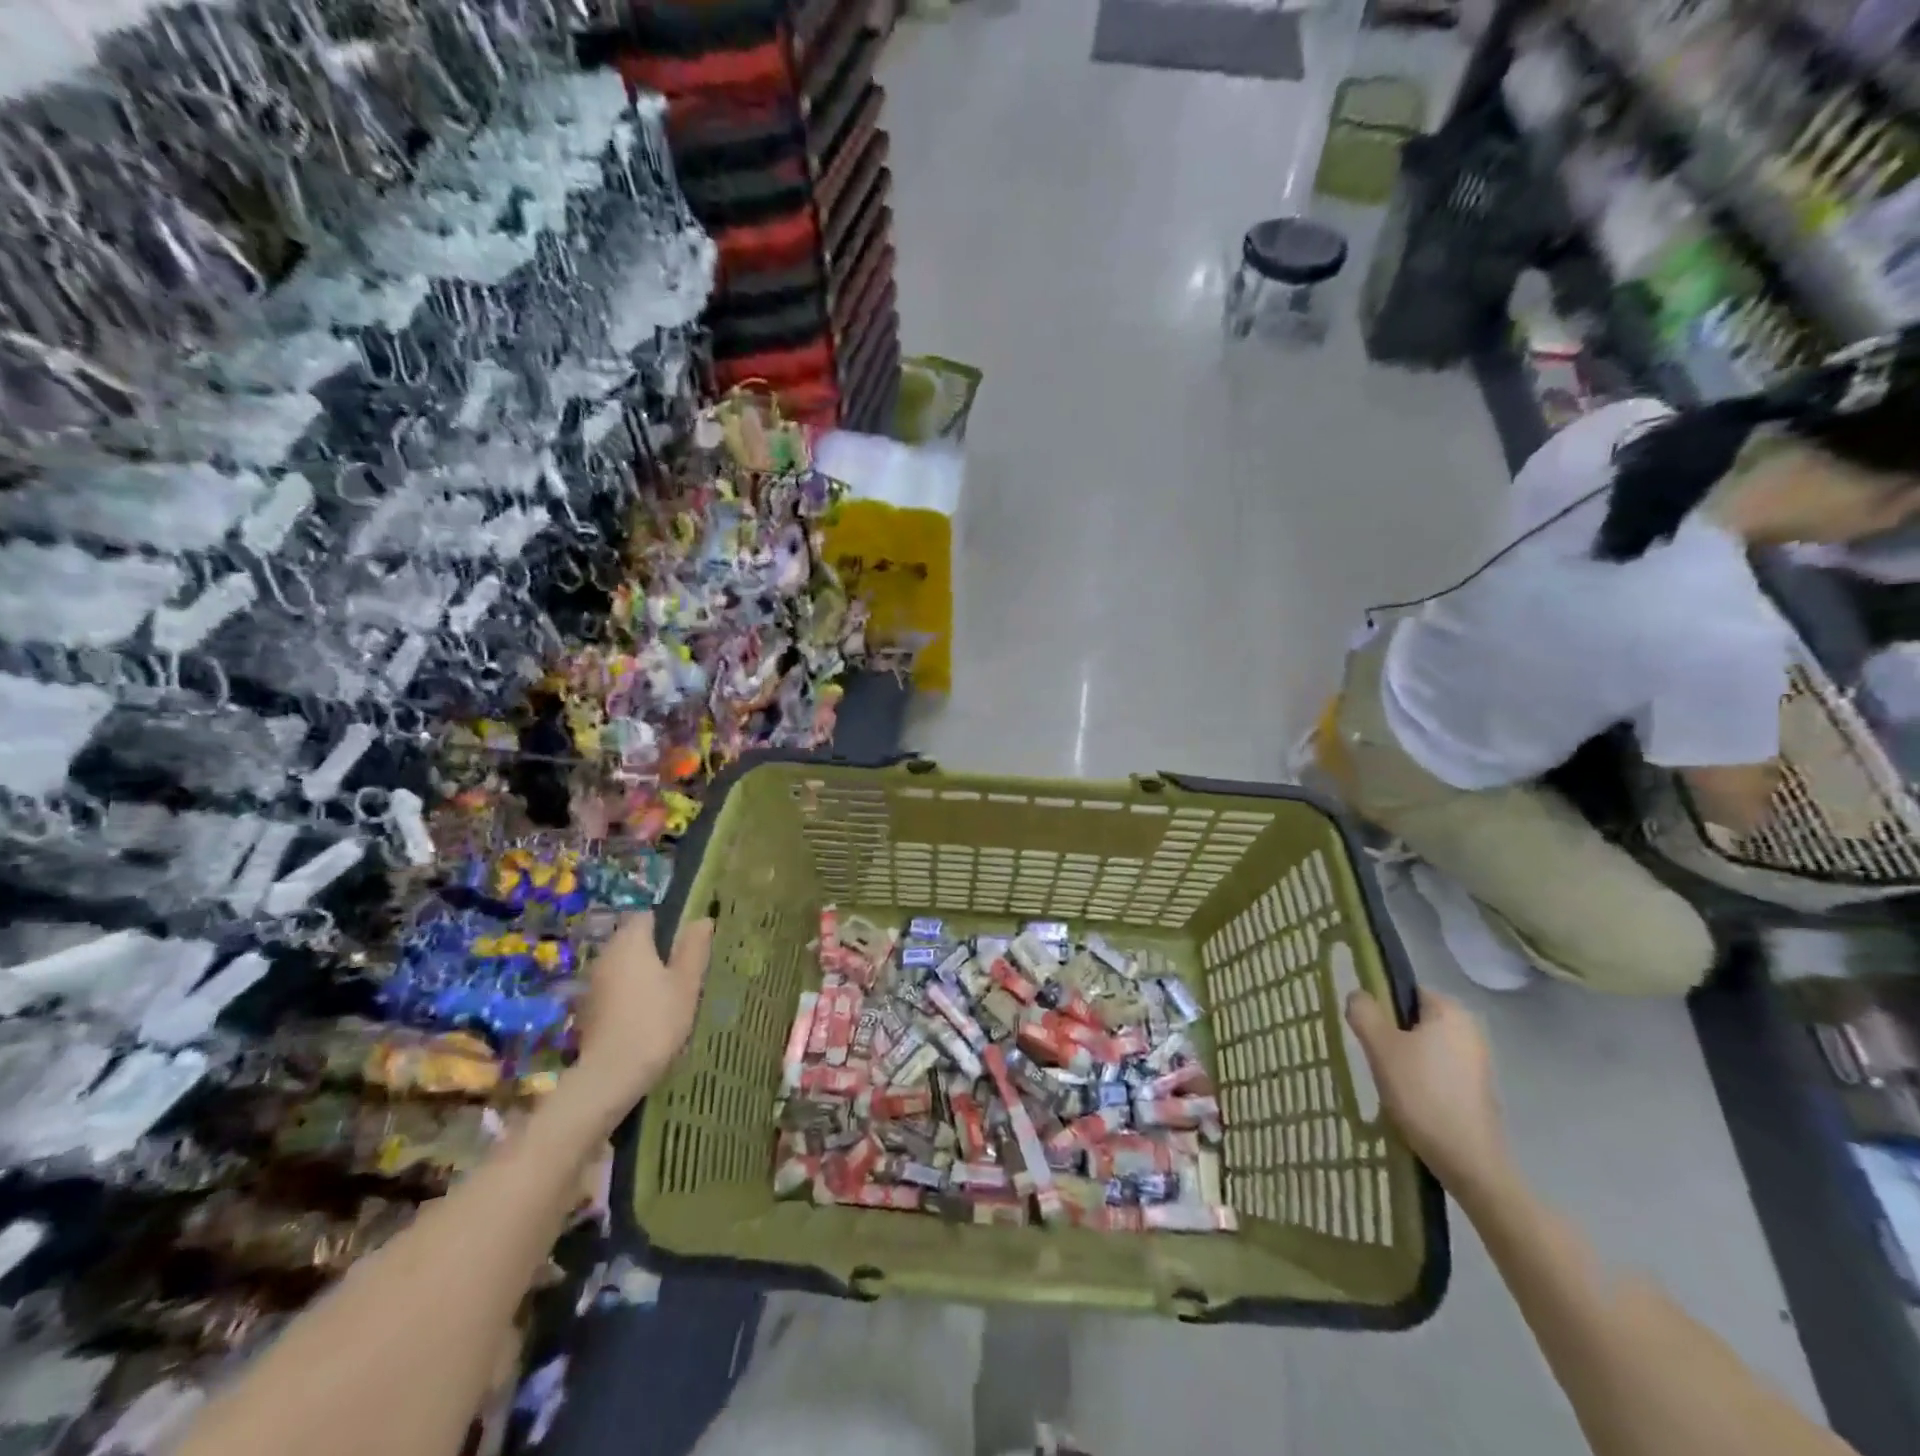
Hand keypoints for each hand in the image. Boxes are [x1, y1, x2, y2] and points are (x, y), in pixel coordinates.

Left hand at [570, 910, 715, 1114]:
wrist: (611, 1074)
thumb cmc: (656, 1020)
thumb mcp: (686, 982)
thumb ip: (694, 948)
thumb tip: (702, 919)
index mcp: (631, 941)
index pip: (647, 916)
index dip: (667, 924)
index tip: (685, 944)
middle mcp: (606, 954)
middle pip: (632, 940)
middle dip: (653, 950)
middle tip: (680, 972)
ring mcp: (593, 983)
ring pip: (621, 966)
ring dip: (639, 974)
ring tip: (665, 995)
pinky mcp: (587, 1009)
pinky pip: (612, 989)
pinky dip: (627, 994)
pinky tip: (643, 1015)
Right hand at [1345, 988, 1509, 1189]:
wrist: (1468, 1159)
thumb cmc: (1421, 1092)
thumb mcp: (1380, 1046)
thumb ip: (1363, 1012)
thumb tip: (1359, 996)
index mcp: (1450, 1011)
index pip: (1406, 991)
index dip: (1382, 1006)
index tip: (1367, 1031)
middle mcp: (1470, 1030)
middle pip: (1415, 1019)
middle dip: (1391, 1035)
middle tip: (1375, 1057)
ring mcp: (1478, 1061)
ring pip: (1425, 1046)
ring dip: (1404, 1059)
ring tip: (1390, 1082)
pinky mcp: (1478, 1089)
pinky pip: (1438, 1070)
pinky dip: (1421, 1079)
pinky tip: (1410, 1100)